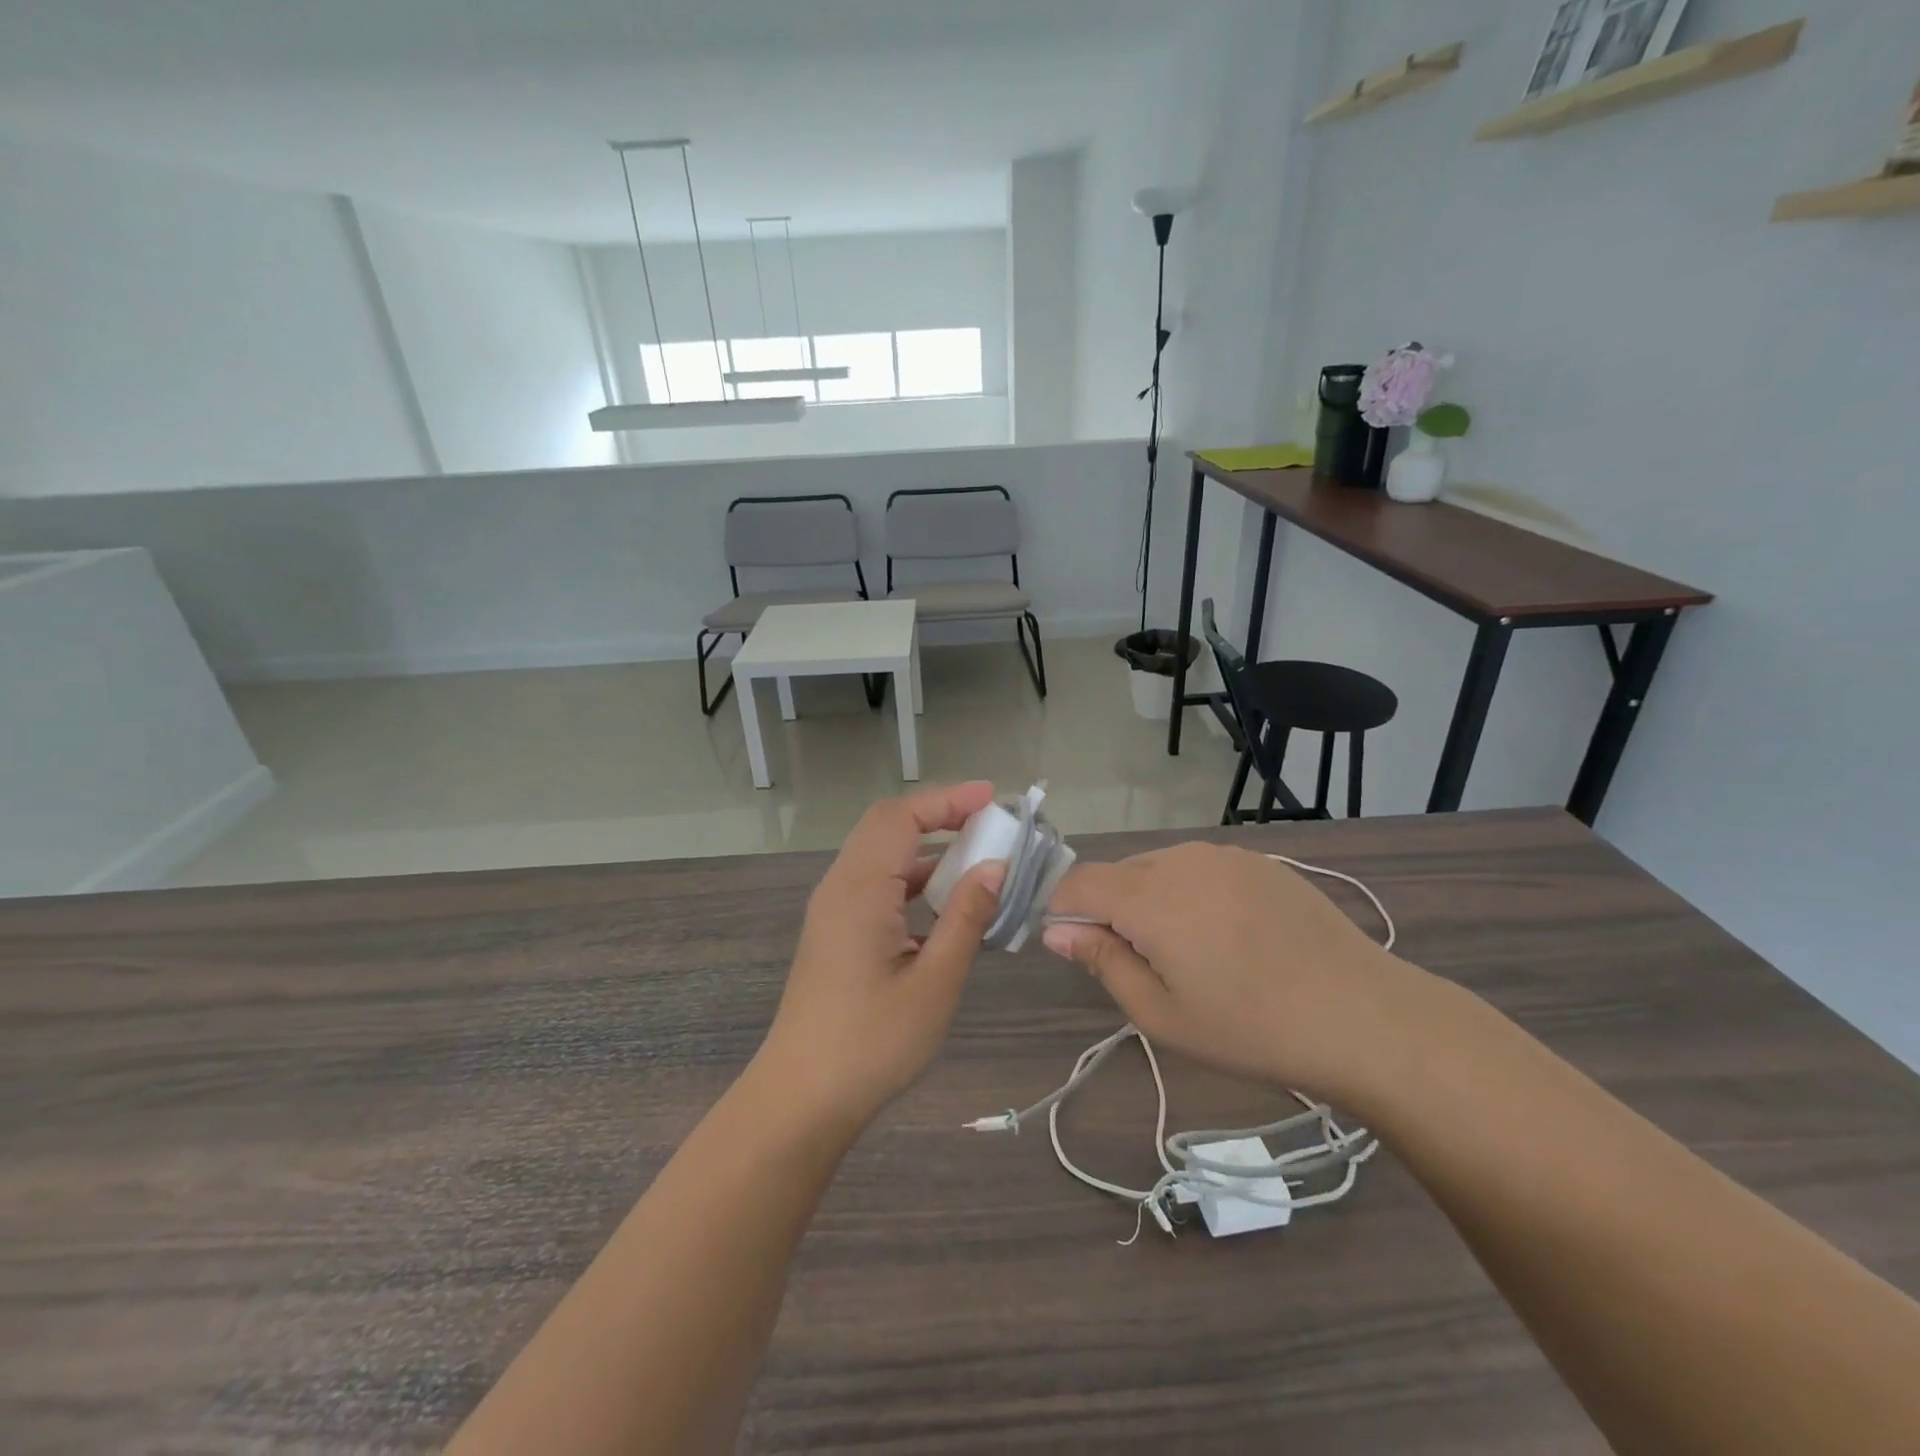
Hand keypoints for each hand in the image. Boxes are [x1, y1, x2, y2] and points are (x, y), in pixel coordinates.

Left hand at [758, 782, 1006, 1134]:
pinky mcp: (835, 933)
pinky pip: (875, 885)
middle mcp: (840, 887)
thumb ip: (966, 917)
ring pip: (880, 855)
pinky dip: (911, 879)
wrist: (801, 1099)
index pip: (902, 817)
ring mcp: (833, 910)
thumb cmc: (872, 1043)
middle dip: (938, 815)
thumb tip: (996, 867)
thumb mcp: (934, 982)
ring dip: (925, 849)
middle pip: (887, 826)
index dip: (948, 799)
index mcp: (860, 889)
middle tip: (989, 822)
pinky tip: (945, 903)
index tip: (994, 798)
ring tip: (977, 857)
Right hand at [1042, 842, 1422, 1102]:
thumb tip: (1057, 930)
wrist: (1361, 1015)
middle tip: (1142, 966)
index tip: (1076, 947)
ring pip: (1160, 869)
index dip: (1063, 909)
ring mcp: (1224, 855)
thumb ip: (1102, 961)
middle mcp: (1180, 858)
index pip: (1077, 881)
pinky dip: (1192, 894)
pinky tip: (1229, 938)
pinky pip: (1201, 868)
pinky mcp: (1259, 862)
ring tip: (1190, 955)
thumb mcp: (1161, 1013)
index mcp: (1148, 895)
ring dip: (1152, 902)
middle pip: (1118, 873)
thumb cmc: (1250, 1026)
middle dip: (1111, 910)